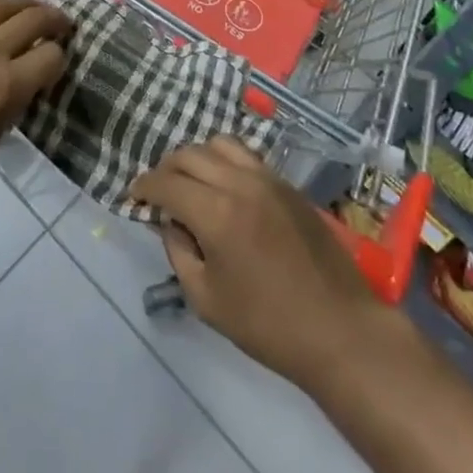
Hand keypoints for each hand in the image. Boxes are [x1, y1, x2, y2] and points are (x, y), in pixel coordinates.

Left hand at [0, 0, 71, 200]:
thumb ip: (5, 118)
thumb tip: (13, 98)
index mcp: (7, 85)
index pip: (52, 57)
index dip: (60, 59)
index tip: (56, 65)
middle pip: (36, 19)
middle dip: (56, 20)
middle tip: (63, 24)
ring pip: (6, 3)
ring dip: (27, 5)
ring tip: (35, 8)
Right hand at [129, 137, 391, 389]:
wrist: (339, 329)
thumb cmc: (268, 325)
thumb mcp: (207, 301)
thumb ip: (179, 254)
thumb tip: (170, 222)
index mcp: (216, 213)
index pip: (167, 182)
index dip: (144, 186)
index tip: (133, 196)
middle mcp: (239, 183)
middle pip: (189, 154)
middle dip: (166, 168)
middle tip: (159, 191)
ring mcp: (266, 178)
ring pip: (219, 144)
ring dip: (197, 157)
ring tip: (192, 181)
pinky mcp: (286, 183)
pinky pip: (246, 155)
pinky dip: (224, 160)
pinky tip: (224, 185)